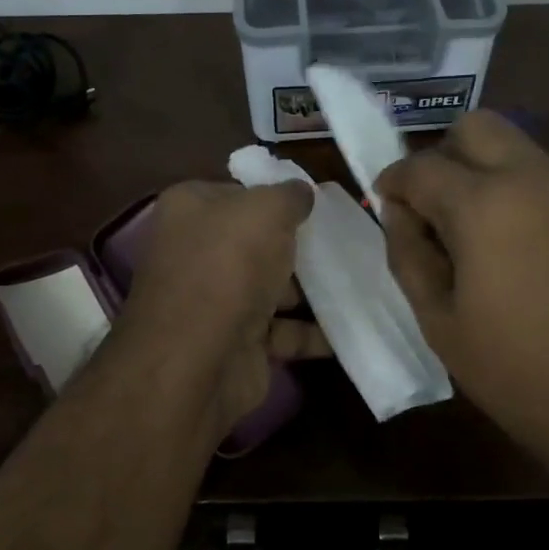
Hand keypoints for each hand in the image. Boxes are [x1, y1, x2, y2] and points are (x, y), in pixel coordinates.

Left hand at [114, 180, 330, 441]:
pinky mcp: (236, 344)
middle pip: (255, 243)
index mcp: (189, 210)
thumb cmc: (229, 265)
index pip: (236, 194)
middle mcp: (196, 253)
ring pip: (271, 289)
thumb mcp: (266, 210)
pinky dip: (311, 333)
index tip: (315, 204)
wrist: (201, 357)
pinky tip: (348, 328)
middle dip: (296, 247)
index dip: (273, 196)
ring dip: (310, 292)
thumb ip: (289, 196)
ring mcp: (214, 302)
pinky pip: (281, 332)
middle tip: (344, 243)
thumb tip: (301, 192)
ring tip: (358, 283)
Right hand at [374, 113, 548, 484]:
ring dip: (490, 176)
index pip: (421, 165)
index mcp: (484, 206)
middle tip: (437, 207)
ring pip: (523, 153)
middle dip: (445, 155)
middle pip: (478, 126)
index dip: (394, 181)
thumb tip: (398, 212)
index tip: (388, 203)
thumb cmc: (517, 374)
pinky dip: (531, 202)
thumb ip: (408, 255)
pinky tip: (535, 258)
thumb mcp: (440, 322)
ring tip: (485, 238)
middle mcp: (537, 180)